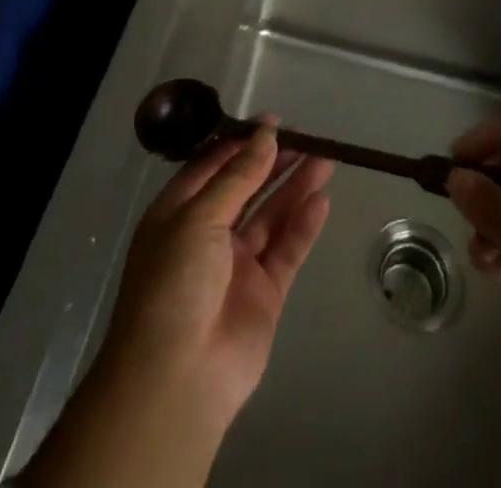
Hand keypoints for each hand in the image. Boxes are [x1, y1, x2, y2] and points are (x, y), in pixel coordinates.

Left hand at [22, 122, 332, 487]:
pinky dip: (303, 226)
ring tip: (325, 158)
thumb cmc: (174, 283)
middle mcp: (208, 234)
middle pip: (246, 187)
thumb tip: (266, 134)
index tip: (273, 122)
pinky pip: (286, 250)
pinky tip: (321, 201)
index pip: (213, 166)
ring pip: (271, 215)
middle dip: (274, 161)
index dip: (242, 142)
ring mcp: (237, 265)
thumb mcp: (199, 217)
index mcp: (179, 213)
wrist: (177, 379)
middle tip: (307, 137)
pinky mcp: (264, 293)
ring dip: (295, 186)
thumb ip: (238, 176)